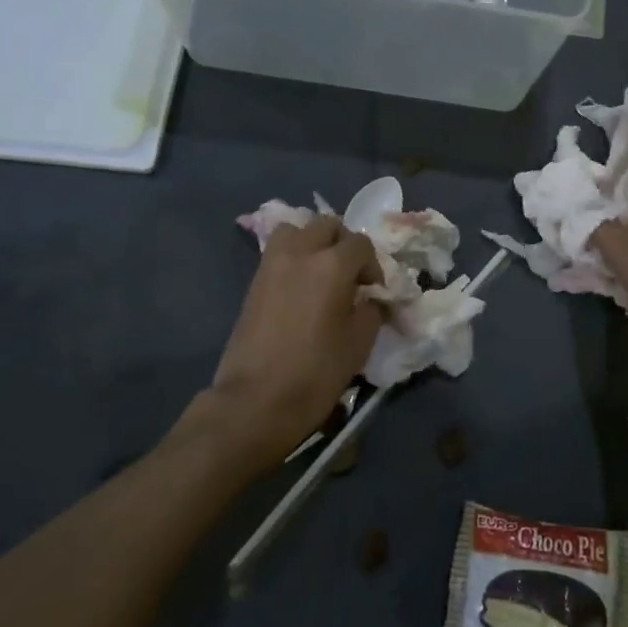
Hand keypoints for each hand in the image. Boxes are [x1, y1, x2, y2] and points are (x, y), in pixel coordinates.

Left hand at [198, 216, 381, 472]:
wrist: (255, 401)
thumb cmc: (315, 373)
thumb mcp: (359, 344)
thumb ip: (371, 310)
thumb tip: (371, 299)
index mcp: (332, 265)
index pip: (361, 243)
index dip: (373, 265)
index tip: (373, 291)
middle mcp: (301, 253)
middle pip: (327, 225)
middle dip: (344, 244)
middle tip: (350, 275)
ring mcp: (272, 264)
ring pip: (296, 229)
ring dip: (313, 242)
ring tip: (321, 272)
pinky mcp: (254, 281)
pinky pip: (278, 251)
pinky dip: (293, 256)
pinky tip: (301, 287)